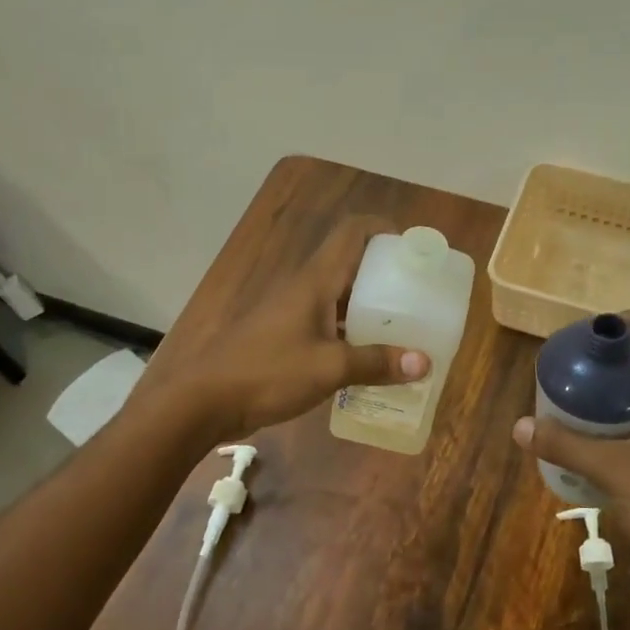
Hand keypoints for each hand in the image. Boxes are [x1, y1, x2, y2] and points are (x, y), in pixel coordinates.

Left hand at [142, 216, 428, 439]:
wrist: (205, 400)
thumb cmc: (268, 372)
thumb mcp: (329, 368)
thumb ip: (376, 363)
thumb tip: (425, 363)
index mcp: (315, 280)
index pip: (352, 232)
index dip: (384, 229)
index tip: (413, 249)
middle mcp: (304, 288)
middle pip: (351, 264)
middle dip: (385, 275)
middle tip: (418, 296)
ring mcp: (292, 313)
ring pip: (339, 297)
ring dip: (369, 308)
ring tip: (403, 328)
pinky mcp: (284, 338)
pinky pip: (327, 324)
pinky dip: (351, 333)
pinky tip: (369, 358)